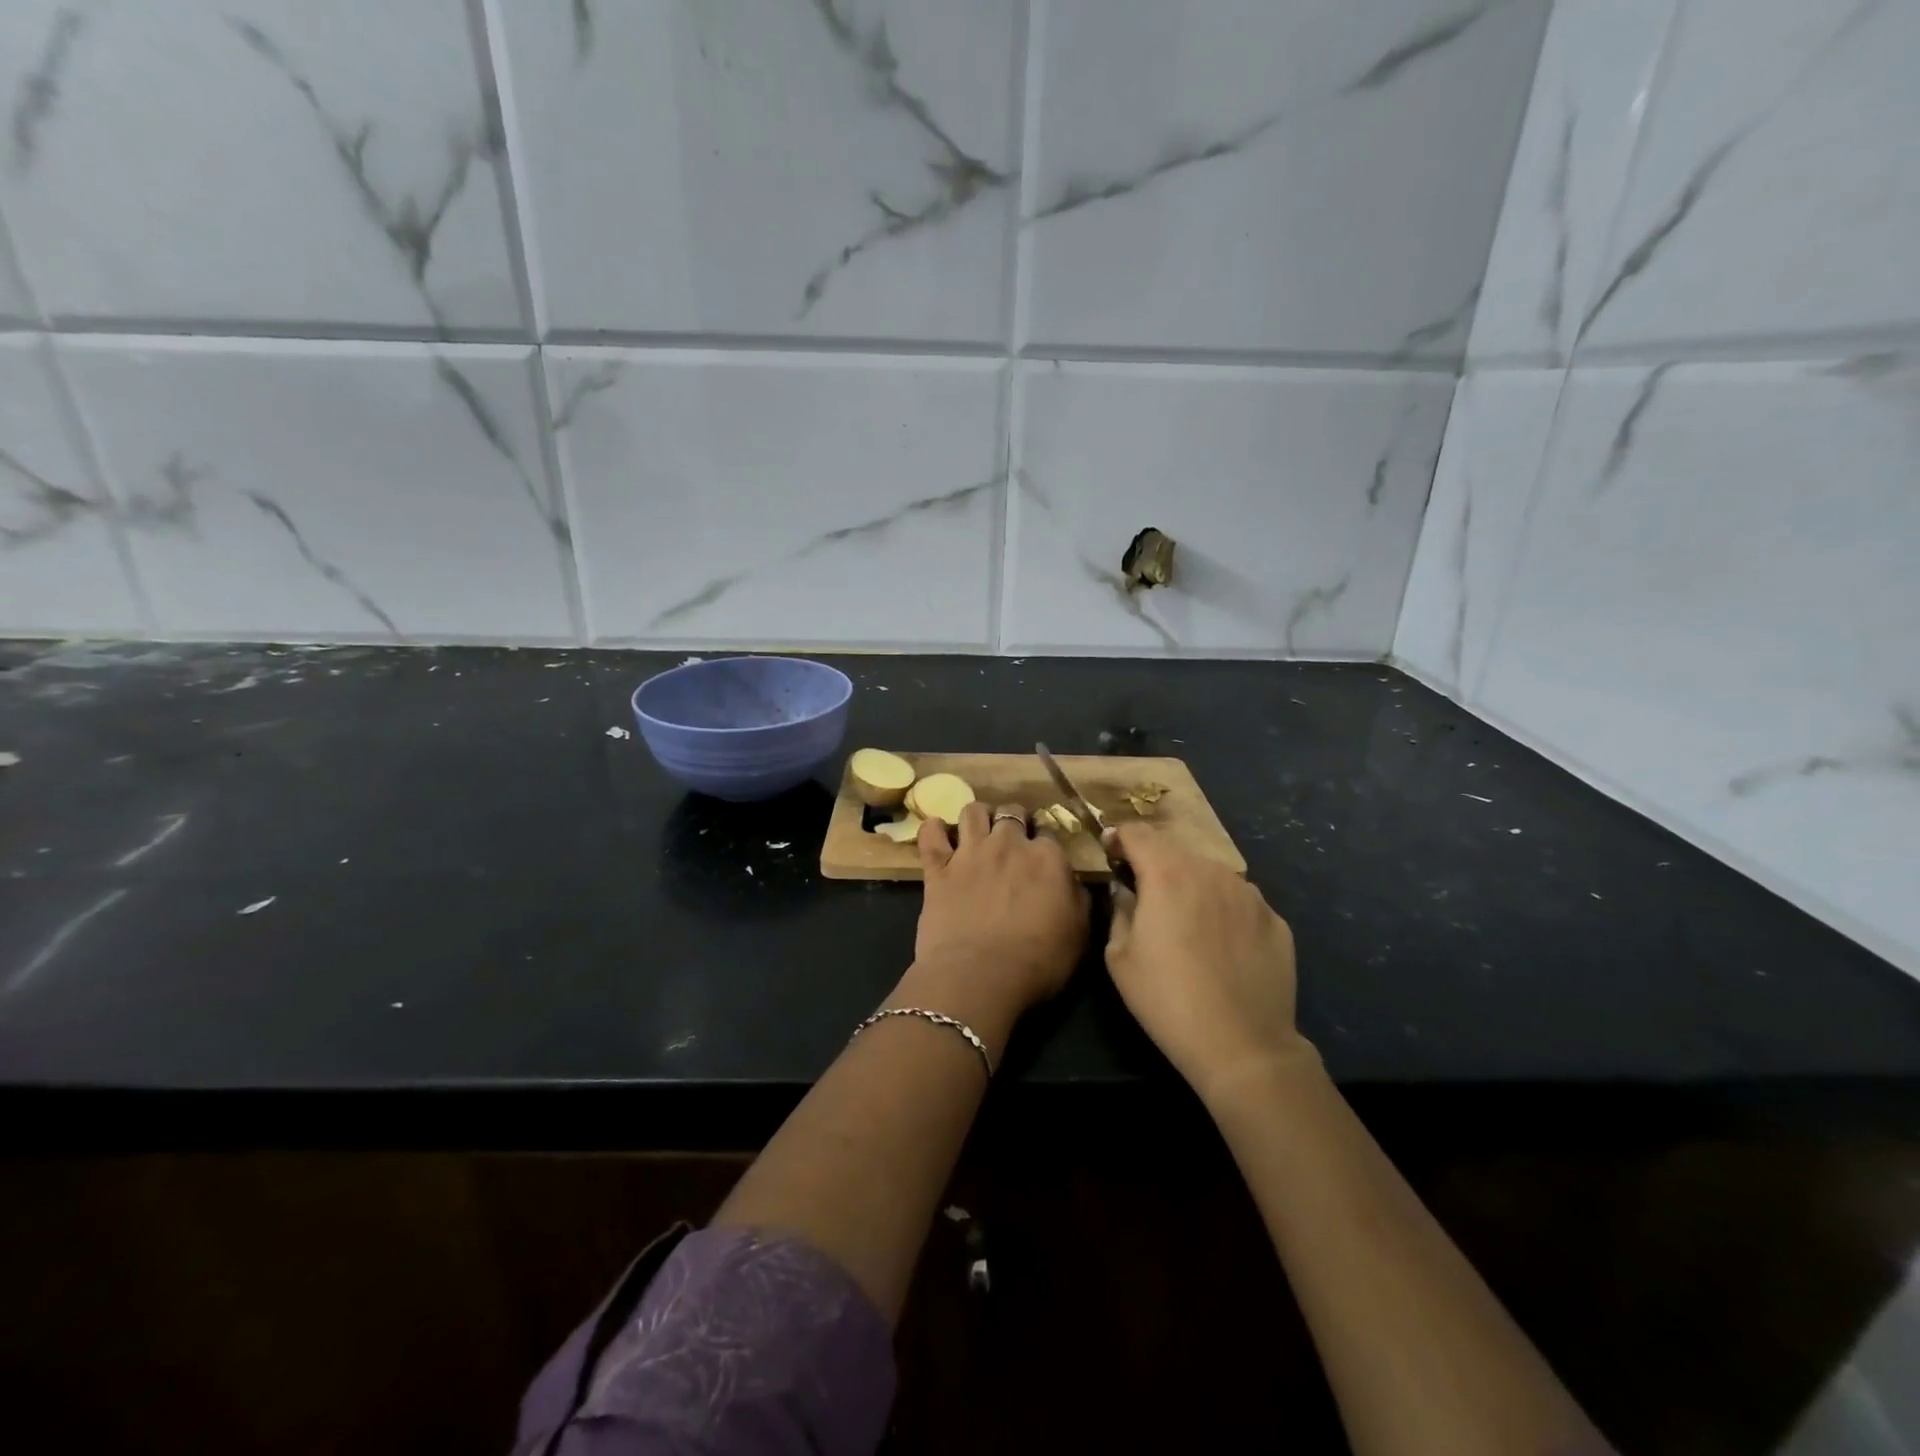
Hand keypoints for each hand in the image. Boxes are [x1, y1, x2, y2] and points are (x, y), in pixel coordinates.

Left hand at [911, 802, 1087, 1018]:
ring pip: (972, 811)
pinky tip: (938, 835)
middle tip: (1011, 841)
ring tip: (977, 833)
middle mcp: (1008, 844)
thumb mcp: (1078, 935)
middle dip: (1013, 821)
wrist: (979, 977)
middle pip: (1012, 813)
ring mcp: (969, 853)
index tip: (1043, 856)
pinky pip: (930, 834)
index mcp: (1047, 857)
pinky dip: (933, 830)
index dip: (1045, 842)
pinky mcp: (937, 868)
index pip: (1048, 832)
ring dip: (977, 818)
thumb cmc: (1038, 962)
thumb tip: (1070, 882)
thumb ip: (1077, 899)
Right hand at [1104, 824, 1312, 1104]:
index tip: (1111, 854)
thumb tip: (1126, 891)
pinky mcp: (1275, 919)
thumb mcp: (1119, 957)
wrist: (1243, 1045)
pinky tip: (1221, 945)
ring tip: (1186, 922)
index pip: (1137, 832)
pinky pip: (1239, 902)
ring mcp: (1249, 894)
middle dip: (1154, 863)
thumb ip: (1120, 910)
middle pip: (1175, 850)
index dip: (1119, 838)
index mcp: (1167, 873)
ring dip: (1191, 885)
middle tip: (1145, 893)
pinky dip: (1223, 910)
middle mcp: (1211, 870)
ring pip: (1210, 874)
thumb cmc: (1167, 999)